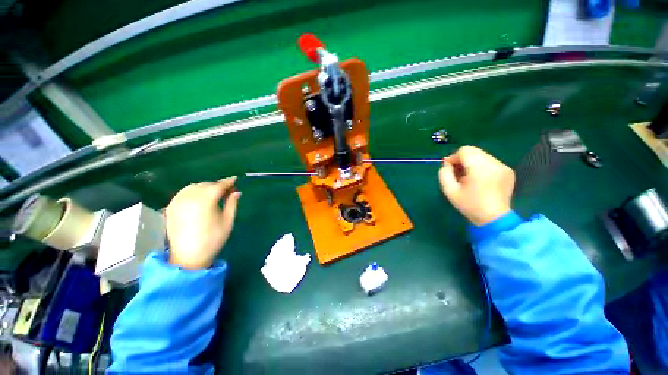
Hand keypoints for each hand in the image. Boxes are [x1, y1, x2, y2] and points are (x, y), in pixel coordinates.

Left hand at [165, 177, 240, 268]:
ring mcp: (178, 201)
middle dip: (218, 185)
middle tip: (228, 190)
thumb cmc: (213, 239)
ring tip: (214, 194)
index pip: (218, 185)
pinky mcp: (171, 207)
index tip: (235, 179)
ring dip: (205, 187)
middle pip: (206, 184)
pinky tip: (200, 198)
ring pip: (194, 187)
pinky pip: (184, 193)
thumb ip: (232, 203)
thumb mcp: (228, 221)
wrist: (188, 257)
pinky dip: (193, 191)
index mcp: (205, 200)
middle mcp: (189, 197)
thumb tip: (237, 192)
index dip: (228, 182)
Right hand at [439, 146, 514, 225]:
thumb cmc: (470, 205)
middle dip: (462, 160)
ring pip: (482, 156)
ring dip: (471, 163)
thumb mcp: (449, 191)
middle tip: (457, 174)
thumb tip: (447, 164)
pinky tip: (479, 180)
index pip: (464, 151)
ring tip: (468, 178)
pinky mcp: (508, 171)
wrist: (494, 219)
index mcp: (480, 168)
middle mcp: (494, 163)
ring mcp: (503, 166)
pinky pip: (490, 162)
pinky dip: (481, 167)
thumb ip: (444, 174)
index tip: (449, 169)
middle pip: (474, 151)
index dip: (454, 157)